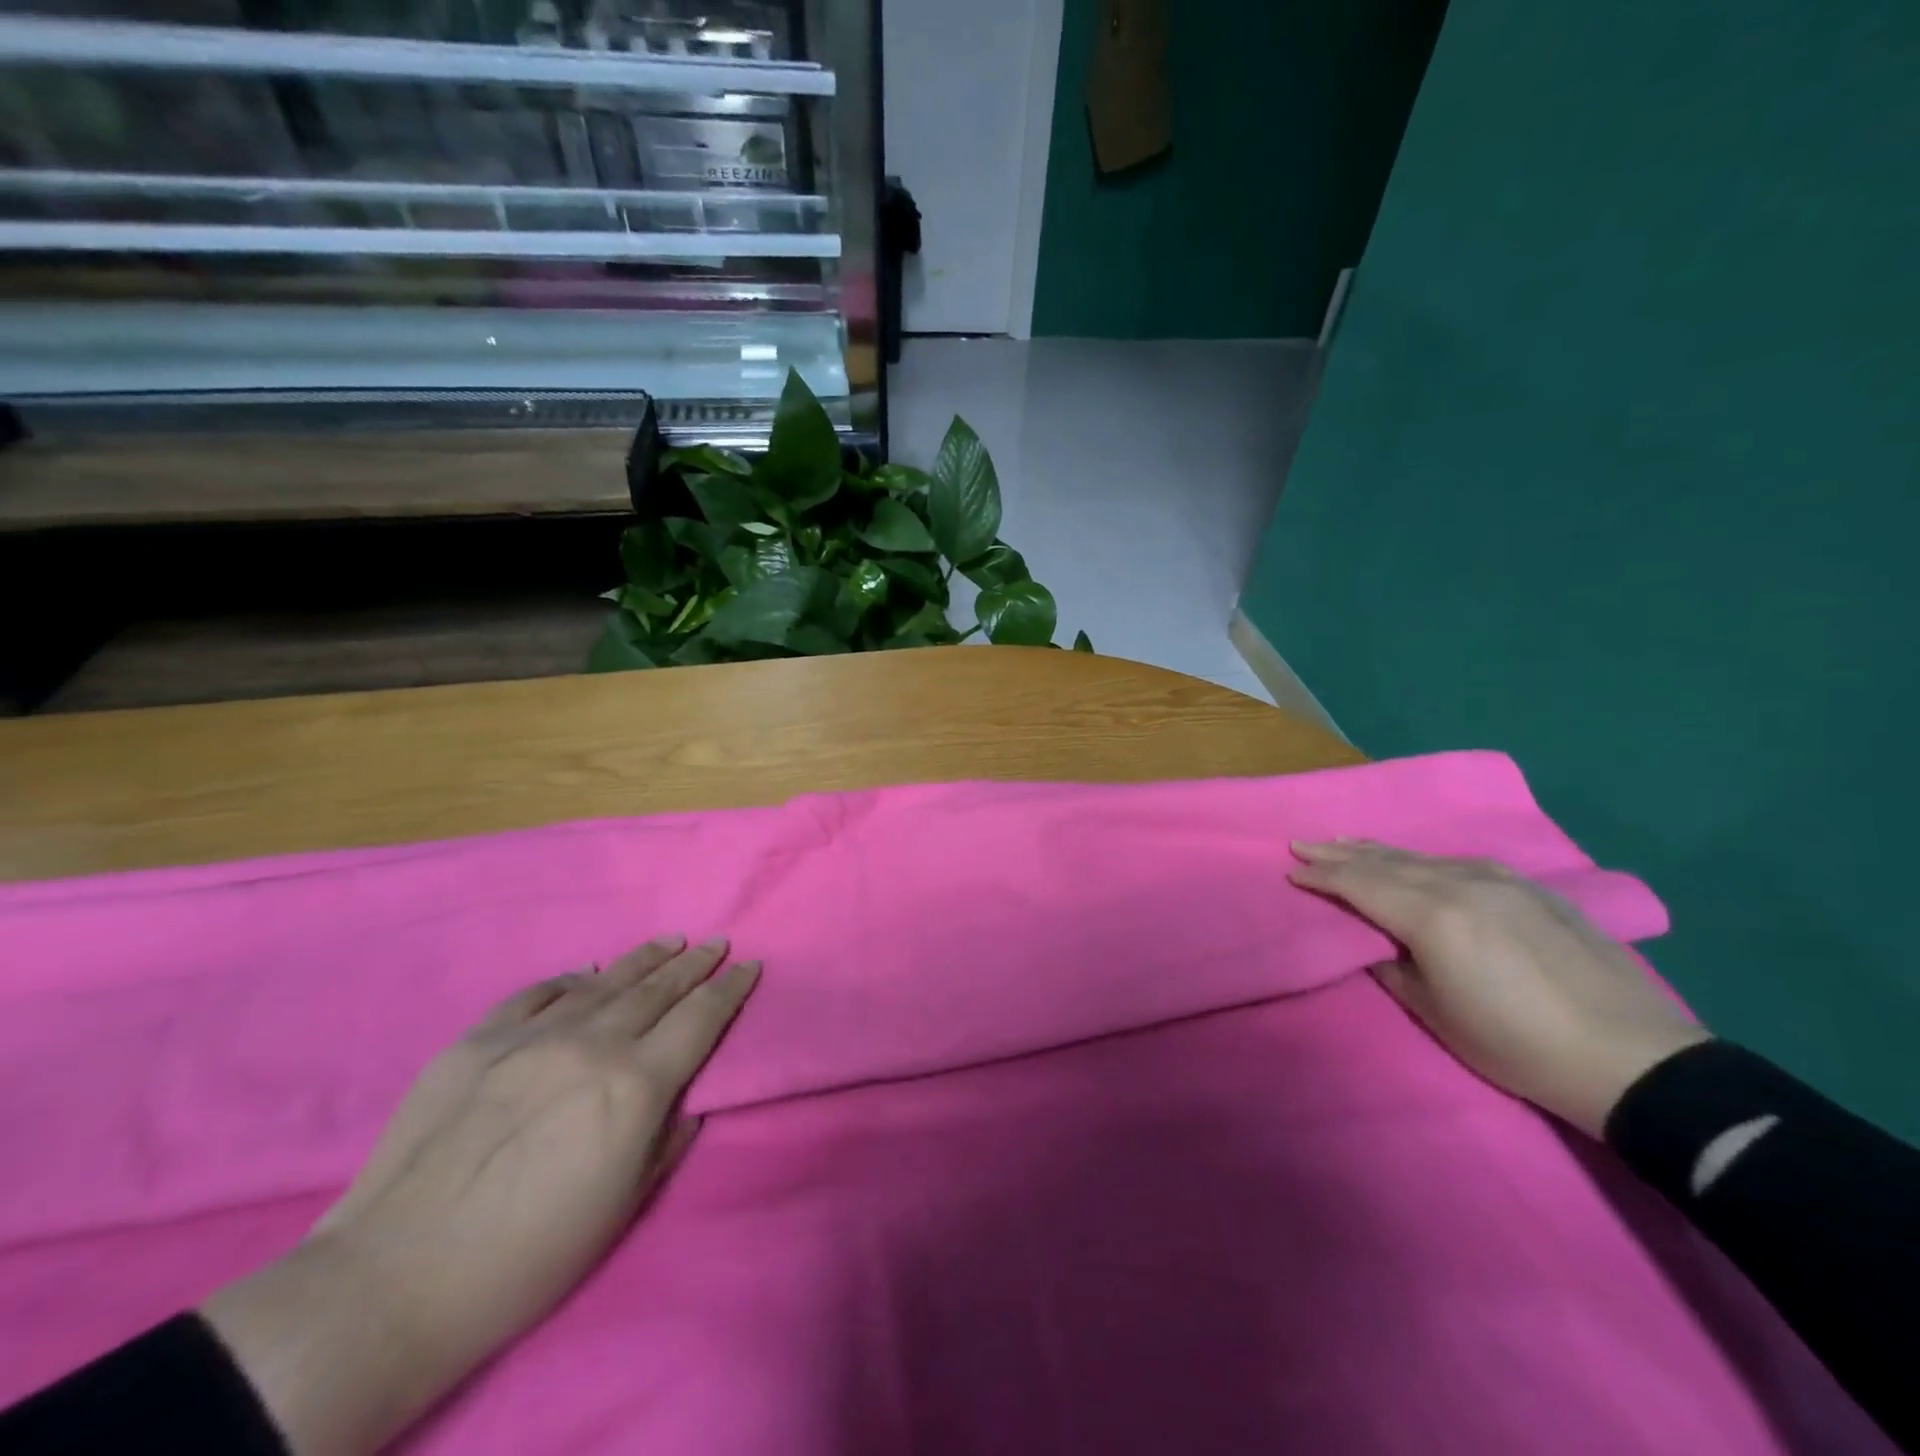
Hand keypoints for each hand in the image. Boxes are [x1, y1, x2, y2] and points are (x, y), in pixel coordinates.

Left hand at [202, 936, 759, 1455]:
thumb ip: (667, 1138)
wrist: (396, 1280)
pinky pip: (536, 995)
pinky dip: (569, 981)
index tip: (749, 966)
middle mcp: (591, 1044)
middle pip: (657, 989)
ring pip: (603, 981)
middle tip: (716, 942)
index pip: (701, 1019)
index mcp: (636, 1084)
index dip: (730, 989)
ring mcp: (531, 1036)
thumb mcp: (625, 1204)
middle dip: (694, 964)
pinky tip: (585, 974)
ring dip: (643, 959)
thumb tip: (682, 1099)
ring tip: (669, 941)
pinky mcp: (477, 1040)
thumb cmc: (531, 1255)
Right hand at [1290, 841, 1706, 1138]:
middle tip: (1304, 844)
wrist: (1634, 1059)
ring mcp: (1502, 881)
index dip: (1323, 878)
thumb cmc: (1517, 1045)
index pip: (1361, 885)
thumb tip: (1376, 942)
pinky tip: (1417, 861)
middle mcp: (1462, 884)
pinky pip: (1460, 863)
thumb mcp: (1435, 1013)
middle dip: (1341, 853)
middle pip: (1387, 862)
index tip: (1292, 872)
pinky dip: (1423, 859)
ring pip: (1423, 857)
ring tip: (1348, 842)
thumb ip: (1393, 967)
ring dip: (1379, 850)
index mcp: (1433, 917)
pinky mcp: (1532, 889)